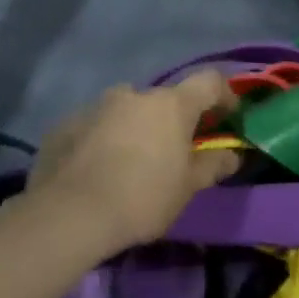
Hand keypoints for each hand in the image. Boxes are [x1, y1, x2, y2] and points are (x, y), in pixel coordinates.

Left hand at [21, 72, 241, 256]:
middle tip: (171, 151)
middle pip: (163, 99)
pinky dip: (102, 140)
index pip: (210, 82)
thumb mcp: (187, 188)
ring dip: (134, 127)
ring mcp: (96, 106)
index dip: (224, 95)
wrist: (68, 215)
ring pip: (126, 110)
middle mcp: (134, 94)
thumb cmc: (142, 197)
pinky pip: (95, 126)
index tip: (228, 116)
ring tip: (130, 162)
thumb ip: (212, 165)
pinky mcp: (66, 124)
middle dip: (171, 120)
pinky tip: (97, 170)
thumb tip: (232, 154)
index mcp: (171, 104)